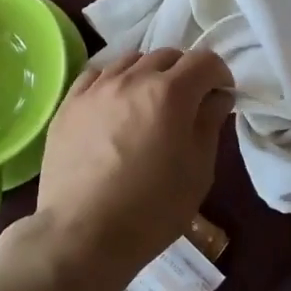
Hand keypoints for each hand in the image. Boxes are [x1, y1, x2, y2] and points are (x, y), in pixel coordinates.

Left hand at [12, 48, 233, 290]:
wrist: (82, 235)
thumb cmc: (152, 209)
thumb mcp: (198, 170)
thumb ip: (210, 124)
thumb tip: (218, 97)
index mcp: (171, 93)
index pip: (205, 61)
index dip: (219, 73)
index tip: (220, 95)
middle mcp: (134, 78)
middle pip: (168, 55)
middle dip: (185, 72)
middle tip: (188, 102)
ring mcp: (97, 88)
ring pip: (131, 60)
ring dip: (149, 73)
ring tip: (149, 102)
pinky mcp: (69, 103)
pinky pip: (97, 74)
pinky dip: (114, 80)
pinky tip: (115, 102)